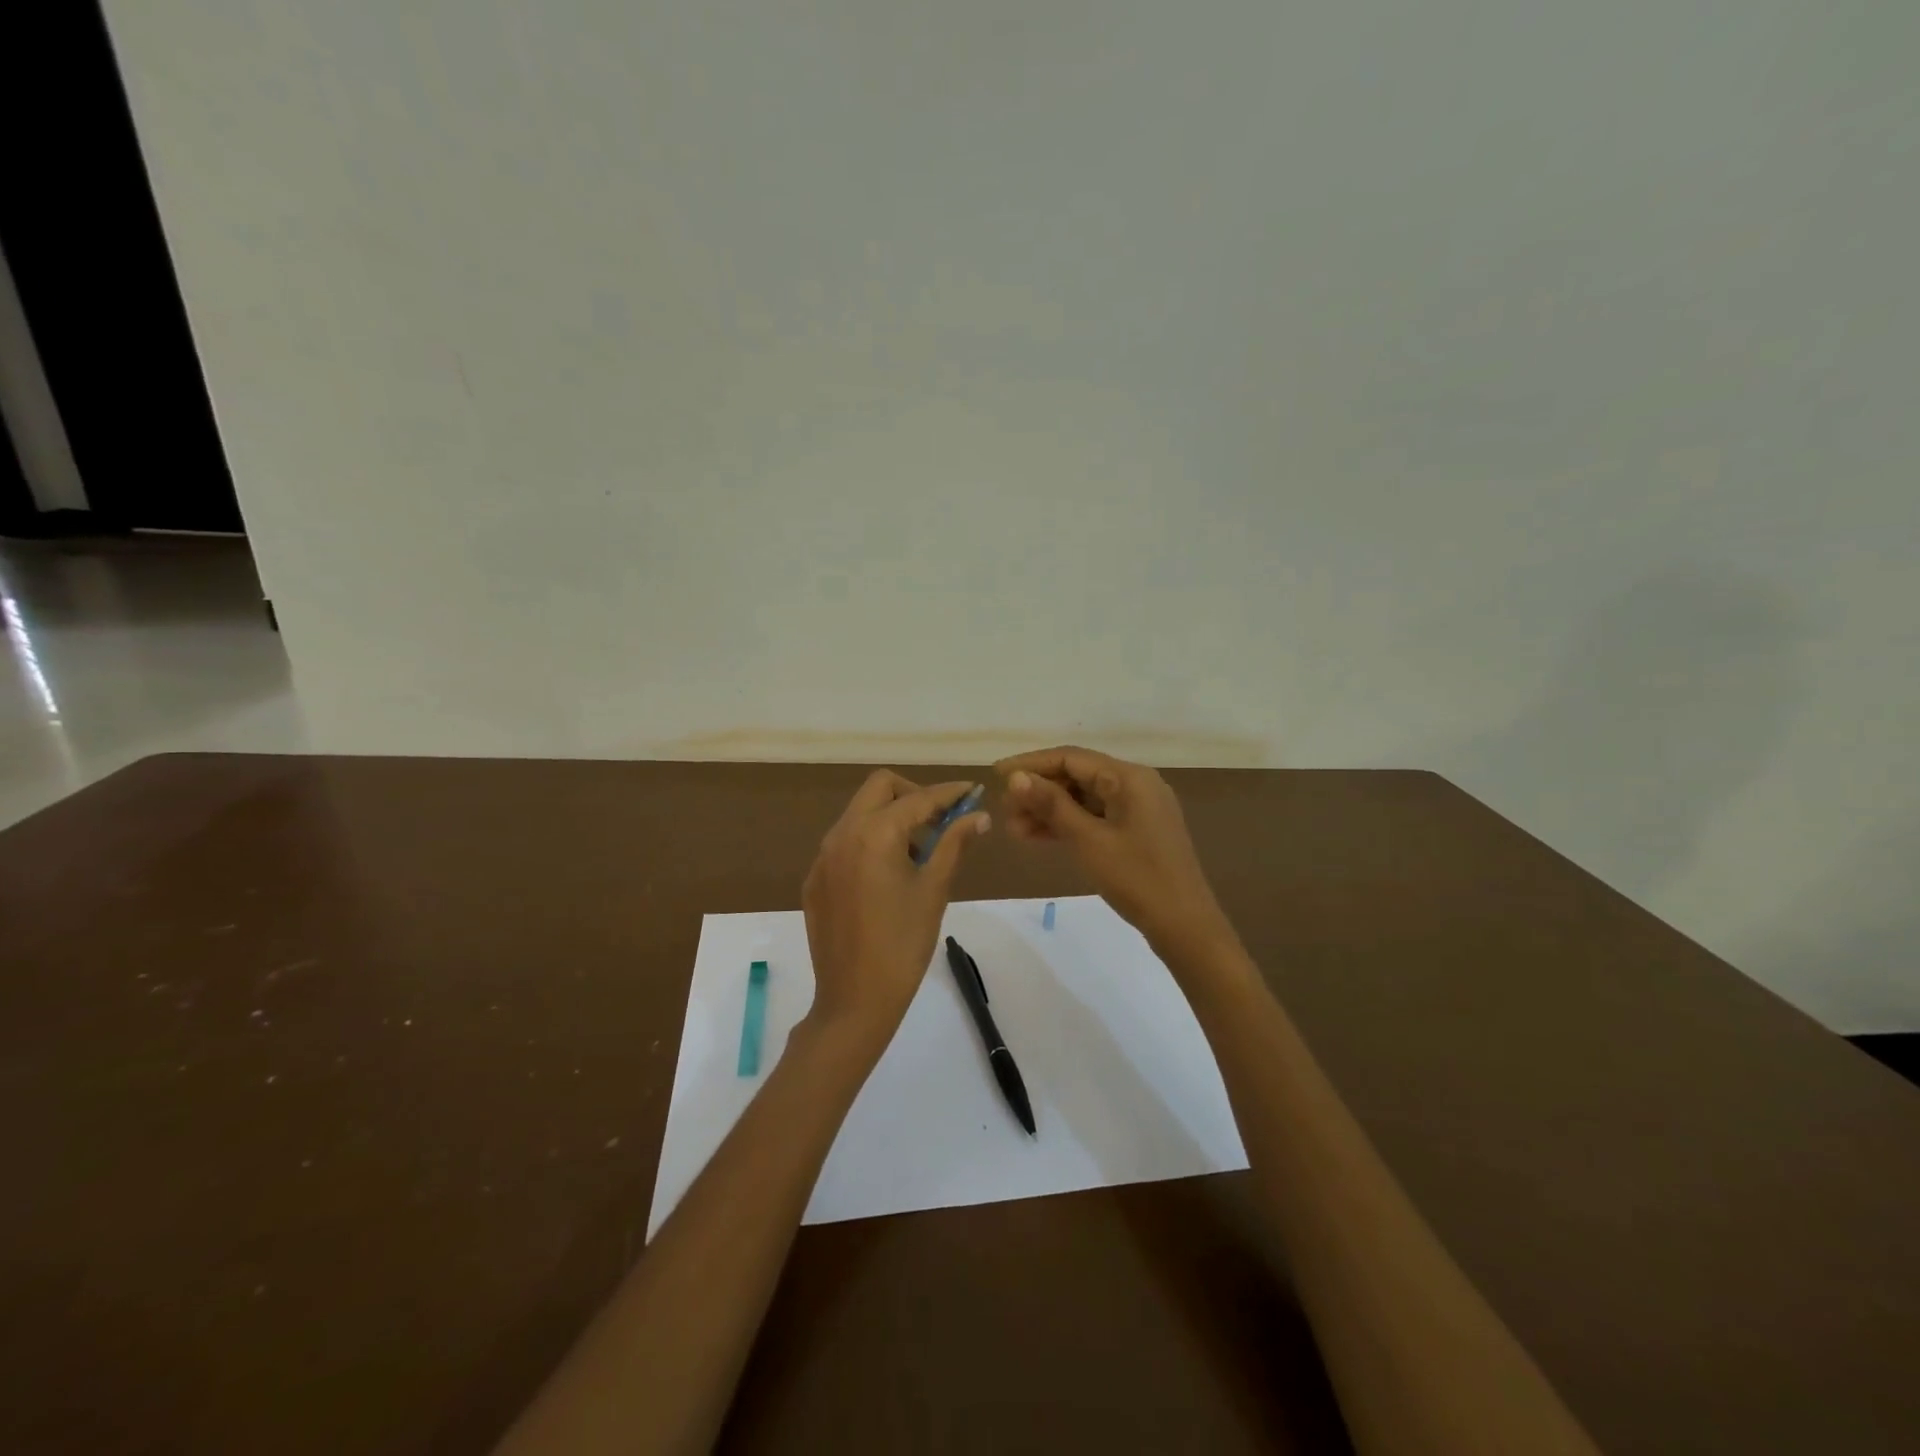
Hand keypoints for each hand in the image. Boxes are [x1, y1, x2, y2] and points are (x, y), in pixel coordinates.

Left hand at [801, 771, 990, 1043]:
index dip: (949, 793)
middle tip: (940, 820)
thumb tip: (978, 815)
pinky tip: (887, 877)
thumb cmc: (904, 944)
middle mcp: (842, 834)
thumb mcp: (934, 890)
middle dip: (913, 795)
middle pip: (880, 788)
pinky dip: (869, 842)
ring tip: (917, 854)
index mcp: (875, 834)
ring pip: (859, 813)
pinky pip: (844, 842)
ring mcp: (823, 856)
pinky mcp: (815, 879)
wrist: (855, 999)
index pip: (919, 798)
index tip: (972, 792)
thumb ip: (953, 844)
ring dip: (890, 817)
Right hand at [995, 746, 1232, 960]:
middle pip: (1077, 775)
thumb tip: (1015, 777)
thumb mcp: (1088, 840)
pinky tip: (1038, 836)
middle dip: (1038, 791)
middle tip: (1004, 810)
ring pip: (1084, 798)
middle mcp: (1135, 784)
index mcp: (1129, 777)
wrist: (1184, 926)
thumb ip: (1051, 805)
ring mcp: (1138, 808)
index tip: (995, 774)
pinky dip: (1068, 824)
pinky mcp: (1136, 831)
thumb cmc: (1136, 878)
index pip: (1070, 757)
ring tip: (1014, 829)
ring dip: (1049, 810)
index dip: (1030, 764)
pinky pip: (1095, 817)